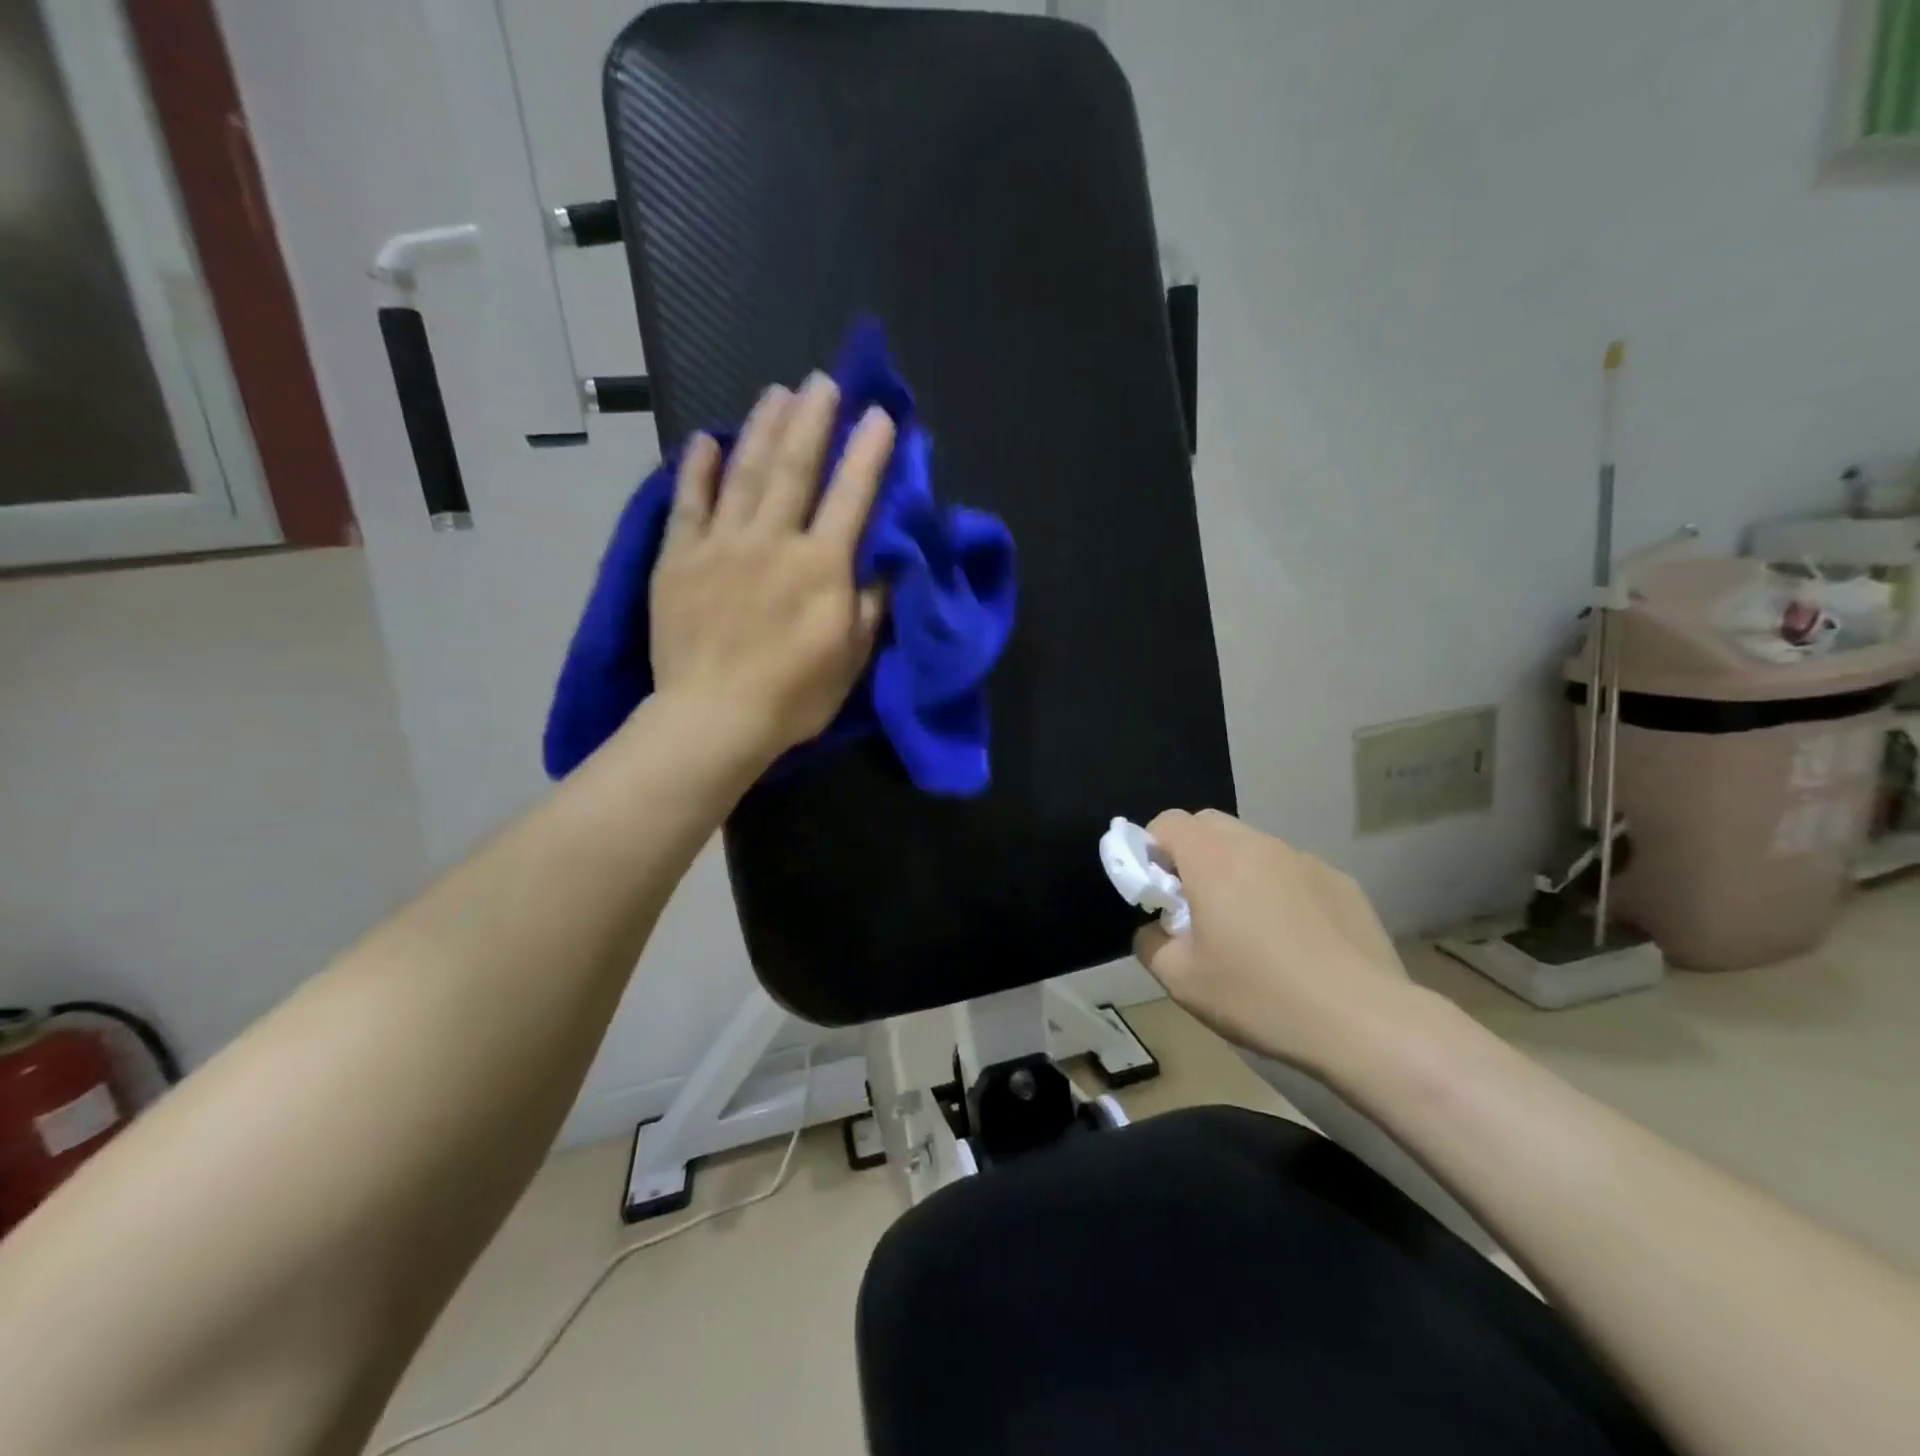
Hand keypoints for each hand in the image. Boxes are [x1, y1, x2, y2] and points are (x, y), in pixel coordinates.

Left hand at [649, 372, 892, 762]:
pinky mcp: (679, 558)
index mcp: (821, 566)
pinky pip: (688, 503)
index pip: (851, 496)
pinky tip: (706, 440)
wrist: (713, 719)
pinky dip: (697, 469)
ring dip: (763, 429)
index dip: (868, 453)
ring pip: (746, 473)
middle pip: (795, 467)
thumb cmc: (793, 696)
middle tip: (822, 381)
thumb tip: (884, 564)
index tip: (880, 416)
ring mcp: (721, 544)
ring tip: (776, 393)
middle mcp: (773, 541)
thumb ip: (869, 604)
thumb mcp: (851, 657)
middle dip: (813, 420)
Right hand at [1133, 809, 1419, 1070]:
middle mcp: (1258, 845)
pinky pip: (1292, 872)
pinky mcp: (1341, 882)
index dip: (1151, 850)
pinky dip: (1279, 890)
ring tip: (1249, 928)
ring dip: (1236, 871)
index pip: (1168, 822)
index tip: (1157, 892)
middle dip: (1191, 854)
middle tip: (1196, 905)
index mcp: (1212, 859)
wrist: (1364, 1022)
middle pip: (1209, 825)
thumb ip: (1149, 943)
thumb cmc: (1260, 995)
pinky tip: (1296, 941)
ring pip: (1253, 847)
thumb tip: (1155, 928)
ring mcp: (1304, 860)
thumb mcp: (1181, 980)